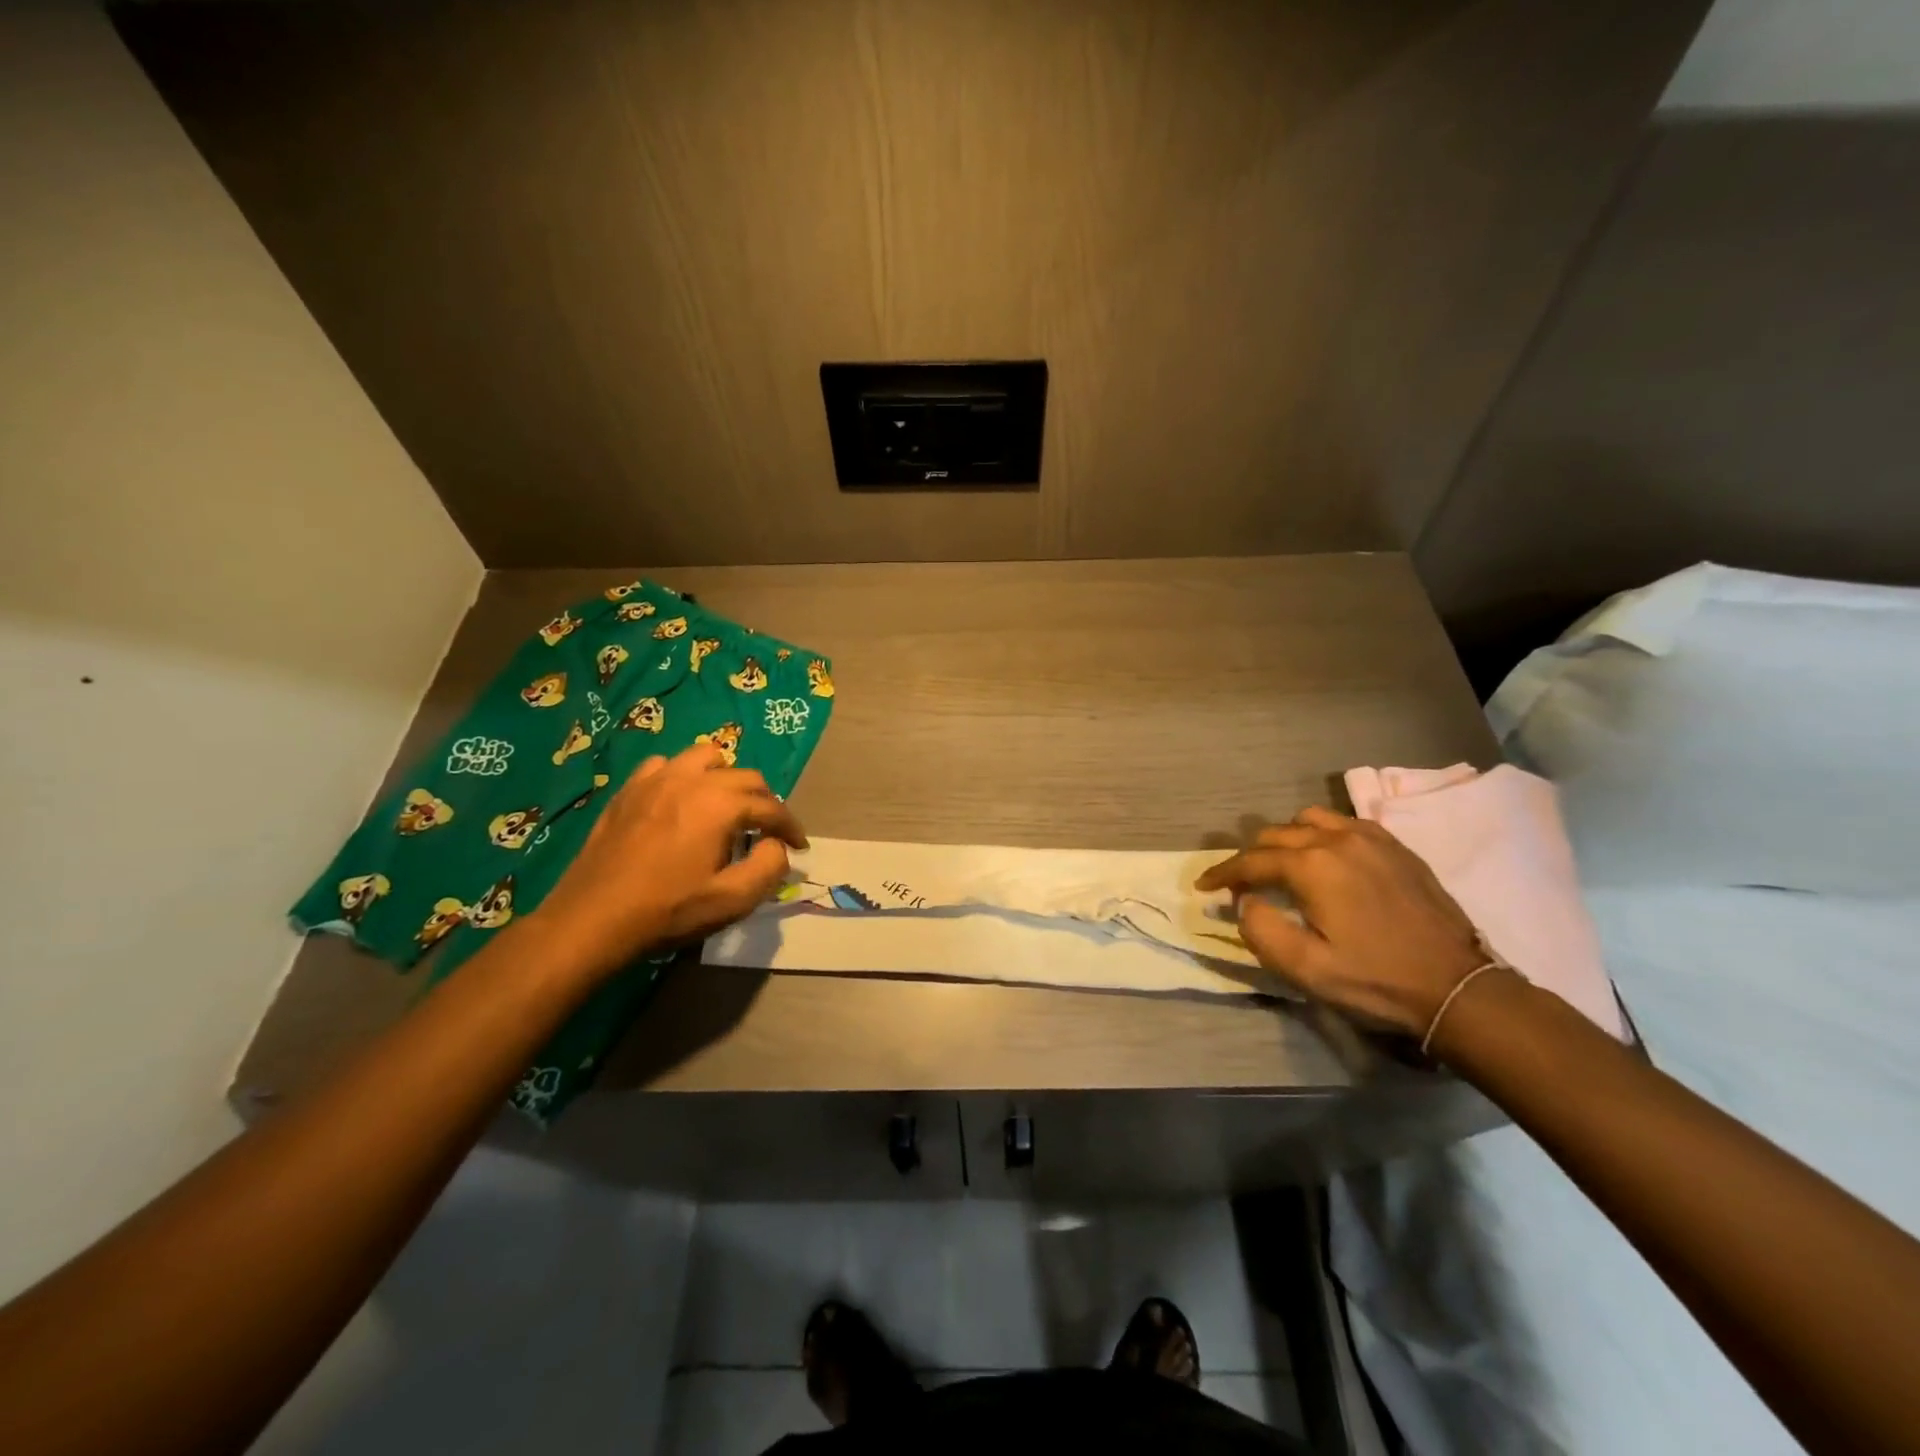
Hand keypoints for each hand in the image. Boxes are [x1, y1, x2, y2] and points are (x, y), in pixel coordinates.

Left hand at [526, 743, 806, 983]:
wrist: (592, 919)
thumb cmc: (667, 911)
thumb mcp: (732, 900)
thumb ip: (769, 867)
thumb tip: (776, 845)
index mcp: (721, 805)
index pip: (771, 806)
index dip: (790, 826)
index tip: (798, 845)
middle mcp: (692, 780)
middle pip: (745, 776)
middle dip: (765, 801)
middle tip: (767, 830)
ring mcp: (656, 780)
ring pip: (706, 757)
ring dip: (725, 777)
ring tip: (725, 805)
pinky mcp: (629, 790)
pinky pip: (665, 765)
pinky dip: (683, 777)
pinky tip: (679, 801)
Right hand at [1195, 806, 1488, 1036]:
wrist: (1456, 986)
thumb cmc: (1375, 980)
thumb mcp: (1305, 968)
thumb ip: (1260, 929)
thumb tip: (1247, 902)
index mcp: (1311, 866)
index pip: (1251, 861)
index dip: (1222, 874)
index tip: (1203, 887)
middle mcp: (1336, 839)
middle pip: (1275, 835)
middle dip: (1250, 857)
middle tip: (1242, 885)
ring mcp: (1370, 838)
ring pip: (1309, 820)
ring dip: (1286, 840)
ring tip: (1283, 866)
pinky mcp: (1395, 846)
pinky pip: (1344, 823)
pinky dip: (1322, 834)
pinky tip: (1326, 858)